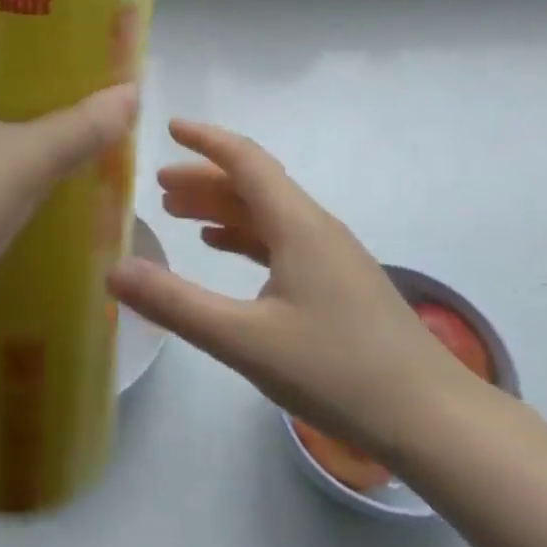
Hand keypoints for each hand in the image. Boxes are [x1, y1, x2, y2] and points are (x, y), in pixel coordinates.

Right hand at [107, 120, 479, 461]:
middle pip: (254, 185)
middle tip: (159, 188)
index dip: (205, 140)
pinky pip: (282, 241)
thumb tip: (113, 271)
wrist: (433, 419)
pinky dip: (246, 236)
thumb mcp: (245, 341)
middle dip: (204, 180)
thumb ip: (177, 304)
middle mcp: (316, 227)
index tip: (169, 127)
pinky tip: (224, 252)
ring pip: (268, 214)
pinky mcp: (339, 283)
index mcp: (297, 224)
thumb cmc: (337, 371)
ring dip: (223, 208)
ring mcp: (332, 255)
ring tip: (179, 216)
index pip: (245, 160)